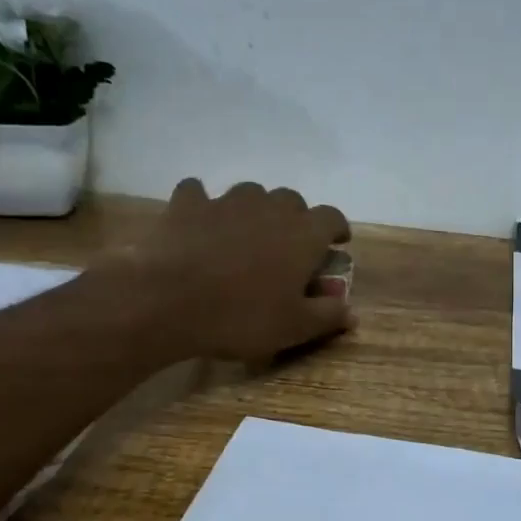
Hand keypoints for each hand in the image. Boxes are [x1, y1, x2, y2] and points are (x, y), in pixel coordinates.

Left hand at [127, 178, 353, 361]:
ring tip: (246, 234)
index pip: (332, 217)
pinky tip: (199, 221)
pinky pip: (198, 193)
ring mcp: (227, 201)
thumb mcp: (294, 327)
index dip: (337, 228)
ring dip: (254, 209)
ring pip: (251, 193)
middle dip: (295, 219)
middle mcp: (270, 207)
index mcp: (303, 234)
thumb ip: (328, 316)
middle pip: (292, 200)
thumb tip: (353, 313)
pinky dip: (202, 203)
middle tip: (288, 246)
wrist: (168, 302)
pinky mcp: (188, 204)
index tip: (336, 243)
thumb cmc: (242, 317)